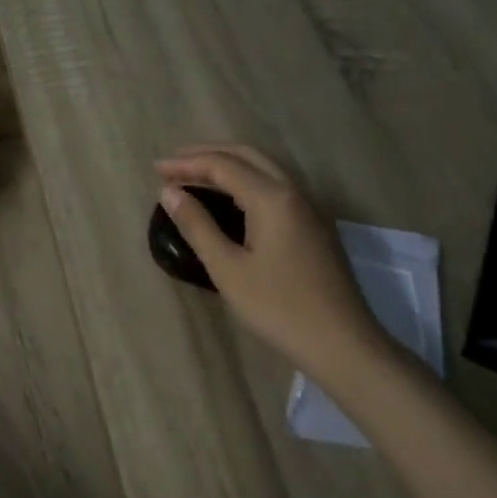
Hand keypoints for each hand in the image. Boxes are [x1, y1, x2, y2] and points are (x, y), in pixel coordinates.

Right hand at [156, 145, 395, 376]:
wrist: (341, 343)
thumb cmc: (278, 307)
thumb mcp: (228, 269)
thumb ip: (197, 226)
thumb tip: (169, 192)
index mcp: (273, 198)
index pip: (223, 165)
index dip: (187, 165)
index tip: (155, 170)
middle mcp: (294, 192)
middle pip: (248, 156)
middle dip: (208, 155)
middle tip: (174, 164)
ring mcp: (309, 208)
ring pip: (265, 169)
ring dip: (229, 166)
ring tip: (196, 176)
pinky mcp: (314, 226)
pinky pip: (276, 187)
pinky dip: (246, 181)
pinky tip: (230, 199)